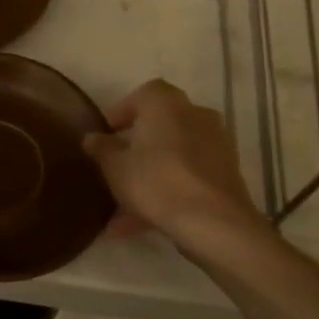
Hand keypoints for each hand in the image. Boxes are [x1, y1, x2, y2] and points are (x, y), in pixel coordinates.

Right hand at [83, 79, 273, 252]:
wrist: (214, 223)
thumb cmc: (156, 182)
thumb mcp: (115, 167)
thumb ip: (101, 149)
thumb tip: (92, 137)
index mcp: (165, 103)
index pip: (141, 95)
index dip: (121, 113)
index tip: (106, 135)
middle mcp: (194, 114)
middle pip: (159, 126)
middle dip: (136, 147)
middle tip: (115, 167)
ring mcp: (215, 144)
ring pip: (173, 155)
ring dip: (149, 175)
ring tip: (122, 210)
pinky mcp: (226, 173)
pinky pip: (188, 175)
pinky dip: (168, 191)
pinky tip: (143, 223)